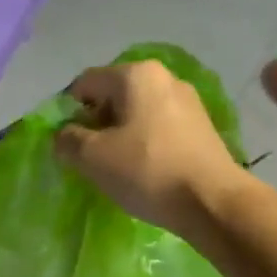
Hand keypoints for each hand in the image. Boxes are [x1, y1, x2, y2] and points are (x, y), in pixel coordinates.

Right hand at [55, 61, 244, 234]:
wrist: (212, 202)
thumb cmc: (146, 171)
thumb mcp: (91, 157)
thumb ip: (67, 140)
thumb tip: (64, 135)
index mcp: (135, 74)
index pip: (85, 83)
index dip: (68, 111)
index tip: (67, 142)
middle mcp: (164, 77)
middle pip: (113, 95)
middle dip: (96, 122)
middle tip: (89, 156)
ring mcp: (188, 101)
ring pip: (137, 111)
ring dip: (119, 134)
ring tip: (116, 165)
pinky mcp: (202, 126)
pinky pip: (158, 126)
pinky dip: (144, 142)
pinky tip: (143, 168)